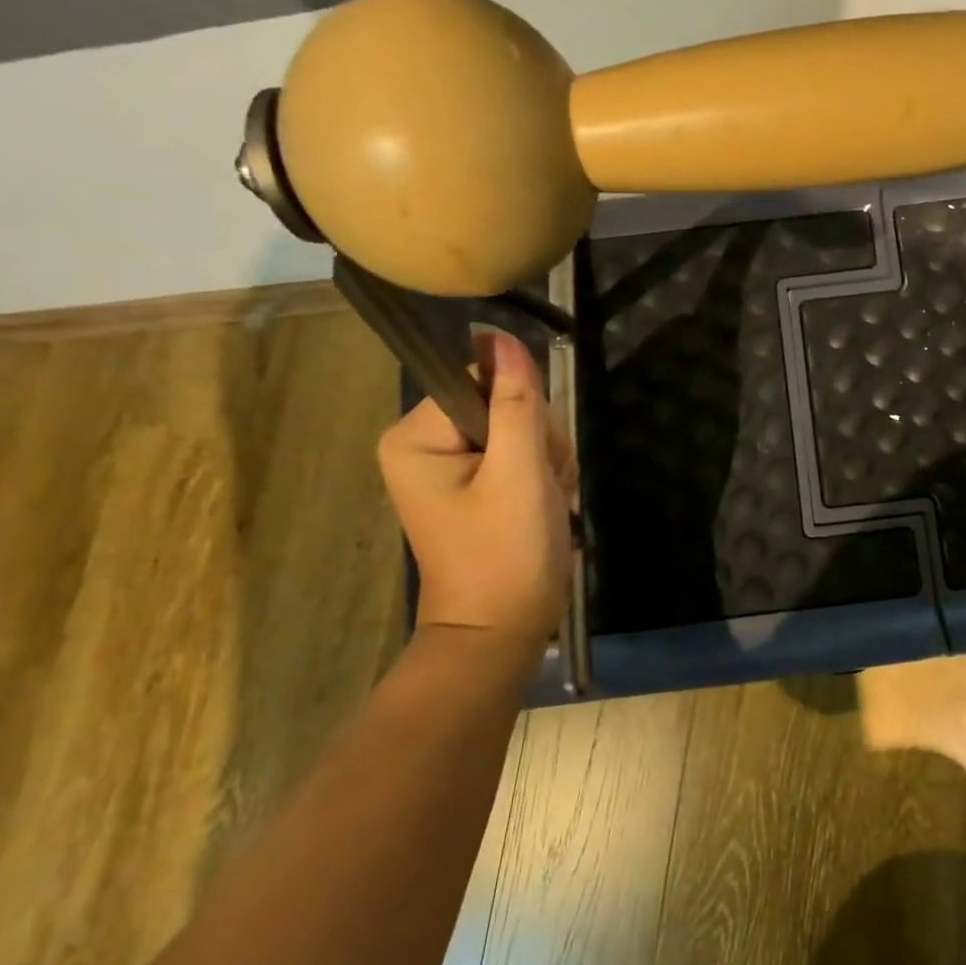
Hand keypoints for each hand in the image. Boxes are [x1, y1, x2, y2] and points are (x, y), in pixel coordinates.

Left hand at [377, 330, 575, 653]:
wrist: (504, 631)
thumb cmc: (507, 553)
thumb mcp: (519, 471)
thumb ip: (515, 401)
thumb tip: (498, 333)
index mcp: (416, 436)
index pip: (482, 380)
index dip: (524, 410)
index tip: (535, 457)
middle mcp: (424, 444)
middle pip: (504, 403)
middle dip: (540, 442)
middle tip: (544, 488)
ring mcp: (451, 466)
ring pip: (522, 429)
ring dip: (548, 462)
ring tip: (547, 503)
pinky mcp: (476, 485)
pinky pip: (522, 454)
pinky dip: (545, 477)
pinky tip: (547, 506)